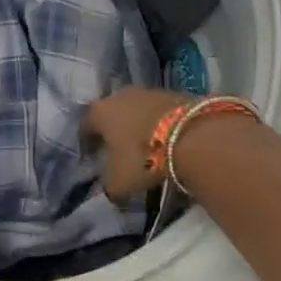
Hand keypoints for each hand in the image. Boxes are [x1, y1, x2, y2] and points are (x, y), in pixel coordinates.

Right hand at [81, 87, 186, 201]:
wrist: (195, 137)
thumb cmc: (144, 158)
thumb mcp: (119, 182)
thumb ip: (108, 185)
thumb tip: (109, 188)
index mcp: (99, 112)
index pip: (85, 126)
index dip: (87, 143)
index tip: (92, 157)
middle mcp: (120, 96)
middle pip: (111, 113)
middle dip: (114, 130)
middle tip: (119, 150)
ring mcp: (149, 92)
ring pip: (137, 110)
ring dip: (139, 125)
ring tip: (146, 146)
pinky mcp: (176, 94)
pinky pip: (160, 111)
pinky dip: (160, 124)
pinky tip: (167, 140)